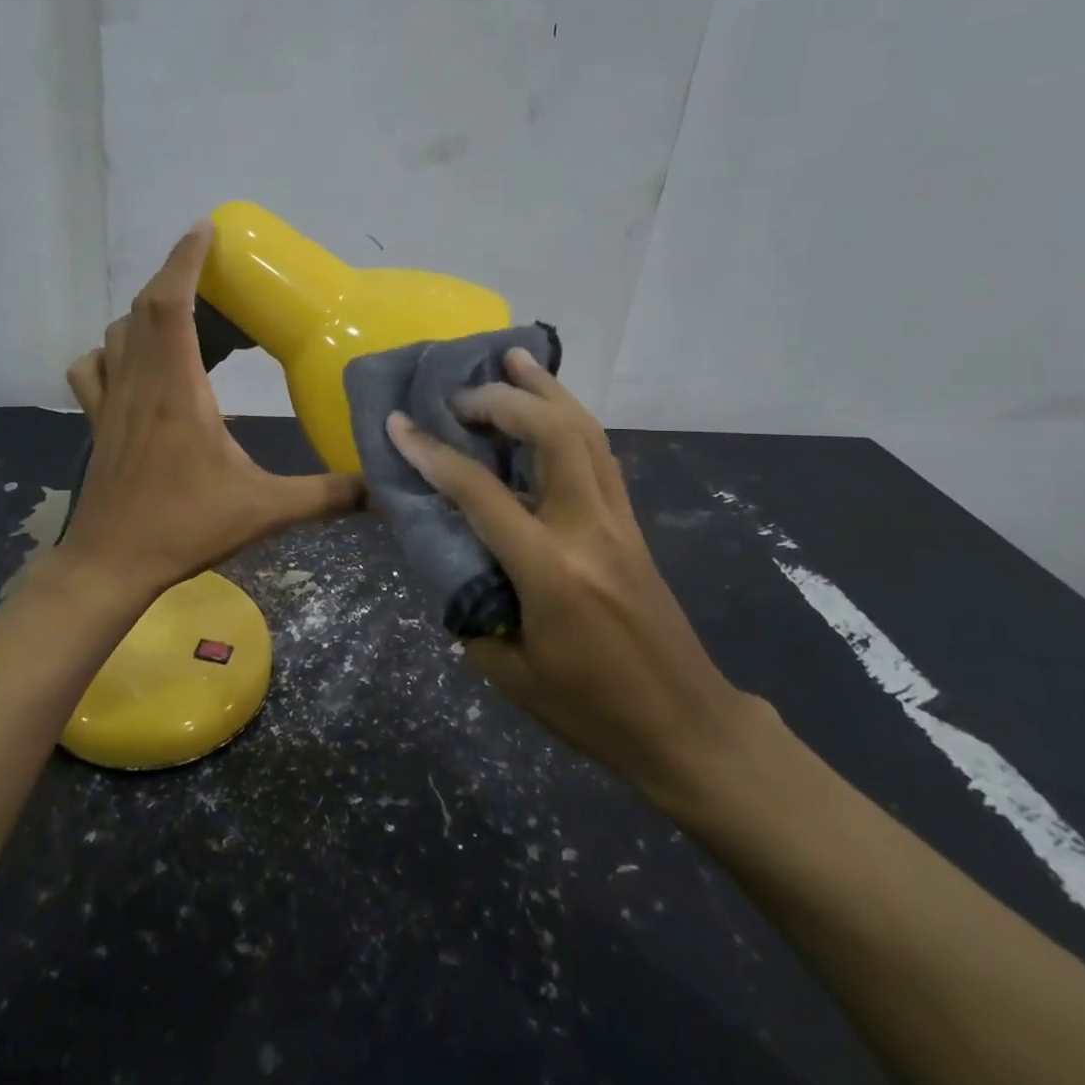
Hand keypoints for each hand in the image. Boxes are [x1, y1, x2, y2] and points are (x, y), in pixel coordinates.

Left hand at [59, 219, 364, 599]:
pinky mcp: (97, 420)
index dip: (185, 259)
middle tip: (218, 278)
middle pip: (146, 307)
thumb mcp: (265, 510)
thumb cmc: (184, 528)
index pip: (171, 304)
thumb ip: (326, 495)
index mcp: (177, 390)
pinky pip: (94, 366)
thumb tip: (379, 484)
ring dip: (150, 311)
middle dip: (179, 278)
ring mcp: (110, 400)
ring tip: (189, 317)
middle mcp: (138, 382)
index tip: (206, 227)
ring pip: (119, 332)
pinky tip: (135, 362)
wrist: (111, 564)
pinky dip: (113, 349)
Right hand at [386, 349, 763, 805]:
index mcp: (550, 571)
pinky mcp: (633, 524)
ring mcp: (619, 521)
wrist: (686, 727)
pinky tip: (550, 407)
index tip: (398, 424)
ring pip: (586, 431)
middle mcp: (589, 530)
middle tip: (461, 392)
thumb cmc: (592, 710)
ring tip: (514, 358)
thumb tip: (448, 559)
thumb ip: (470, 610)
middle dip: (502, 400)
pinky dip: (570, 417)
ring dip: (547, 389)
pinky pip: (600, 452)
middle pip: (552, 434)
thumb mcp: (510, 674)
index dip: (432, 453)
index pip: (481, 492)